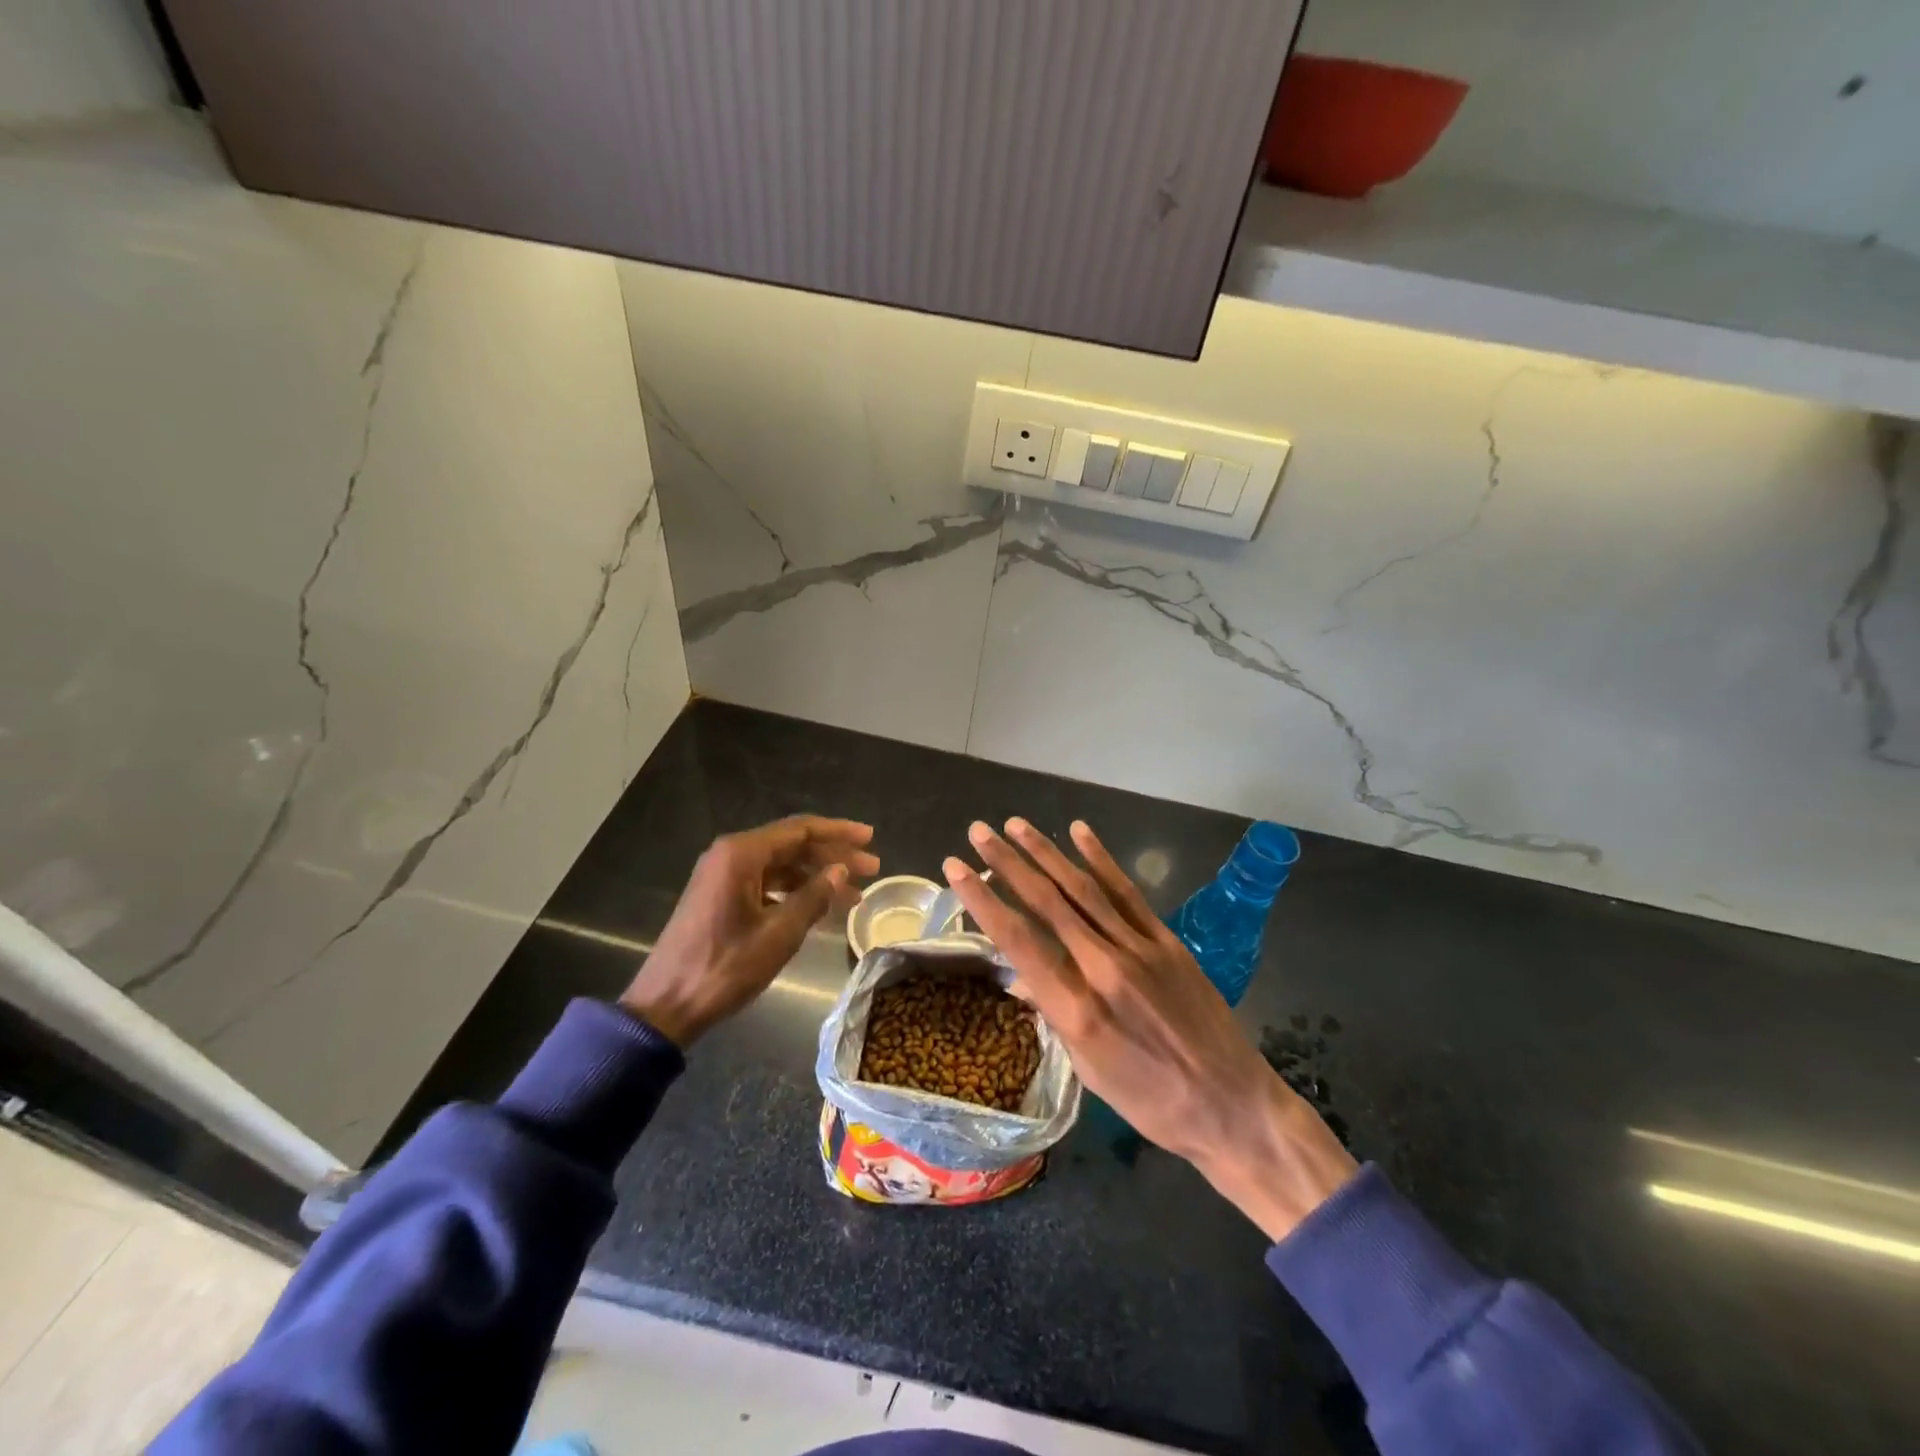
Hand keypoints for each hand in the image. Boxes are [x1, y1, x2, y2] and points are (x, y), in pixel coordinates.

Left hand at [621, 815, 878, 1046]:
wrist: (665, 1005)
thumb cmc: (724, 967)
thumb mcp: (778, 934)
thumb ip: (813, 897)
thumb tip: (841, 872)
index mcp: (741, 854)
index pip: (801, 830)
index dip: (839, 833)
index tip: (871, 838)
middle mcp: (730, 855)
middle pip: (792, 844)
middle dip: (833, 856)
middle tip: (872, 869)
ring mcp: (723, 876)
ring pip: (781, 865)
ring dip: (817, 876)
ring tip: (854, 894)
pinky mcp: (720, 896)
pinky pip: (766, 882)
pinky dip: (795, 891)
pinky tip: (819, 907)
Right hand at [942, 817, 1356, 1240]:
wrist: (1232, 1105)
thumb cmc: (1151, 1102)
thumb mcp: (1089, 1072)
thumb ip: (1055, 1014)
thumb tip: (1022, 978)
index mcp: (1077, 1010)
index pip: (1018, 941)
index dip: (983, 901)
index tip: (956, 869)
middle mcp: (1104, 968)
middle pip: (1047, 903)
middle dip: (1008, 863)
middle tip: (979, 832)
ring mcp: (1139, 948)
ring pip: (1083, 889)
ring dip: (1046, 852)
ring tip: (1016, 824)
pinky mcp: (1166, 940)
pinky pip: (1127, 892)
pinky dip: (1101, 860)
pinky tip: (1079, 833)